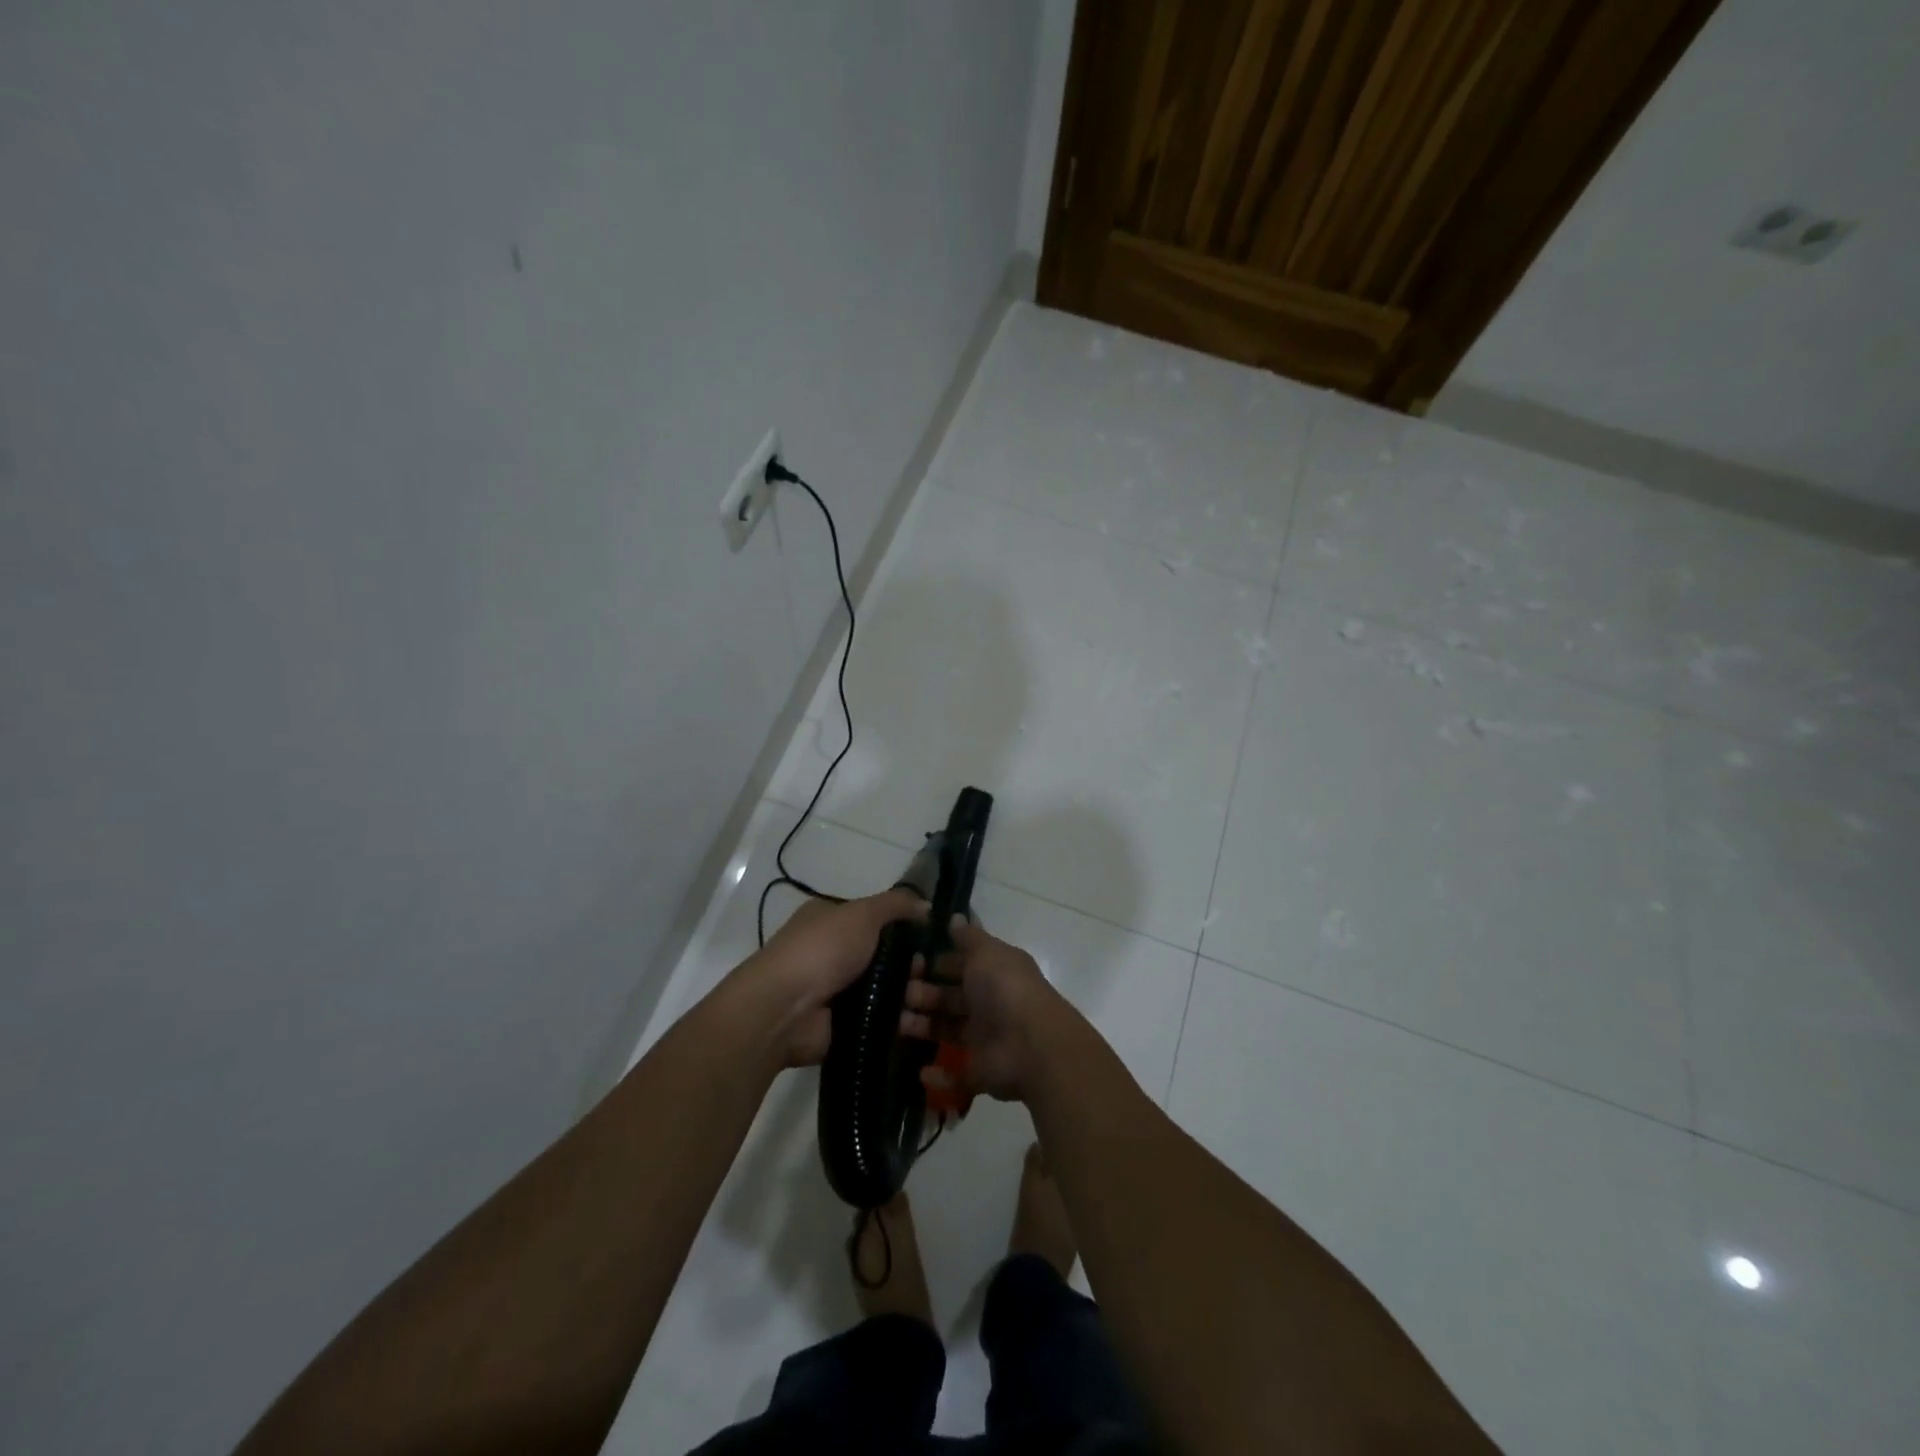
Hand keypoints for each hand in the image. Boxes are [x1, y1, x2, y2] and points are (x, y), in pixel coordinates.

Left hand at [733, 888, 925, 1067]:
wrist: (784, 1010)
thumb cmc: (822, 950)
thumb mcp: (862, 914)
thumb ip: (896, 905)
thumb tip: (927, 905)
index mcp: (831, 920)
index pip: (875, 920)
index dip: (905, 927)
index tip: (935, 939)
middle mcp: (833, 953)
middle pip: (885, 957)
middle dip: (914, 965)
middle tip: (941, 974)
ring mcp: (838, 992)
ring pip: (886, 990)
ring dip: (912, 995)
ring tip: (939, 1001)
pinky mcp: (843, 1026)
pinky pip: (880, 1021)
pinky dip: (900, 1022)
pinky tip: (926, 1024)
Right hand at [901, 917, 1067, 1102]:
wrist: (1033, 1046)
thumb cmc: (1006, 990)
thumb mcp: (987, 953)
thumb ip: (968, 938)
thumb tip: (955, 917)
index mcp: (993, 973)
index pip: (960, 965)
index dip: (936, 963)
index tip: (909, 962)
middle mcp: (989, 1004)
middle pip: (951, 999)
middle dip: (924, 995)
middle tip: (901, 994)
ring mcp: (986, 1039)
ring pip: (949, 1032)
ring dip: (924, 1028)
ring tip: (900, 1024)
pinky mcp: (981, 1073)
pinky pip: (956, 1076)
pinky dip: (938, 1076)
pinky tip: (921, 1070)